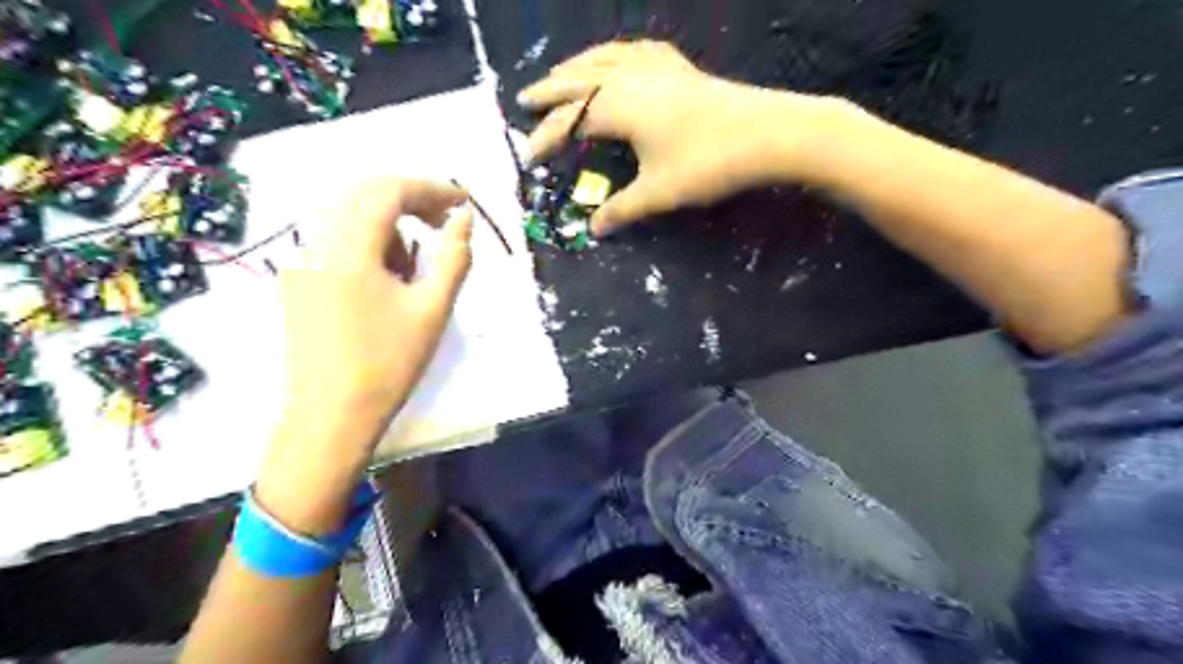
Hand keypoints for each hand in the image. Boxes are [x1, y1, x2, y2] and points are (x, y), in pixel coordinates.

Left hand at [258, 178, 470, 533]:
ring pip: (351, 219)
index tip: (464, 201)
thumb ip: (453, 256)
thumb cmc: (388, 363)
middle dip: (412, 202)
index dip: (431, 188)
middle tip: (447, 223)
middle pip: (365, 196)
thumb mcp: (432, 308)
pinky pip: (339, 243)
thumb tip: (464, 220)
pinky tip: (389, 280)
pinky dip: (372, 246)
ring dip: (392, 227)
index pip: (388, 191)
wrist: (332, 416)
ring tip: (418, 267)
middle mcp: (317, 244)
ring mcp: (303, 263)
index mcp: (347, 248)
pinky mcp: (300, 282)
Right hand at [519, 38, 839, 235]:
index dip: (546, 138)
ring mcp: (654, 66)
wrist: (767, 133)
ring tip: (559, 75)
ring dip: (576, 67)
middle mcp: (628, 77)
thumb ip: (622, 209)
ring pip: (602, 58)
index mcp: (616, 106)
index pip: (569, 121)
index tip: (529, 155)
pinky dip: (612, 53)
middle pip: (578, 80)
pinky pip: (632, 50)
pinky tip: (615, 59)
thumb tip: (595, 229)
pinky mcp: (677, 65)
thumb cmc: (706, 163)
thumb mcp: (658, 193)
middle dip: (550, 92)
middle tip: (525, 99)